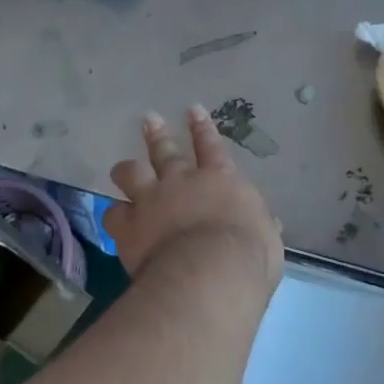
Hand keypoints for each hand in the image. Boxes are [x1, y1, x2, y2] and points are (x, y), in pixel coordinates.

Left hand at [104, 106, 283, 298]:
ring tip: (121, 167)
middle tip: (148, 119)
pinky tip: (113, 216)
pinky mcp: (128, 227)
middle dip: (157, 134)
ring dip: (127, 169)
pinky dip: (114, 214)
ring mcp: (151, 201)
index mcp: (220, 180)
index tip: (193, 110)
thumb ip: (262, 225)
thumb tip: (269, 224)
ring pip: (132, 174)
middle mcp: (182, 182)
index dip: (202, 128)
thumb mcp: (267, 237)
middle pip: (165, 151)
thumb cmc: (248, 254)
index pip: (211, 146)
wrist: (208, 273)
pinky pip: (113, 214)